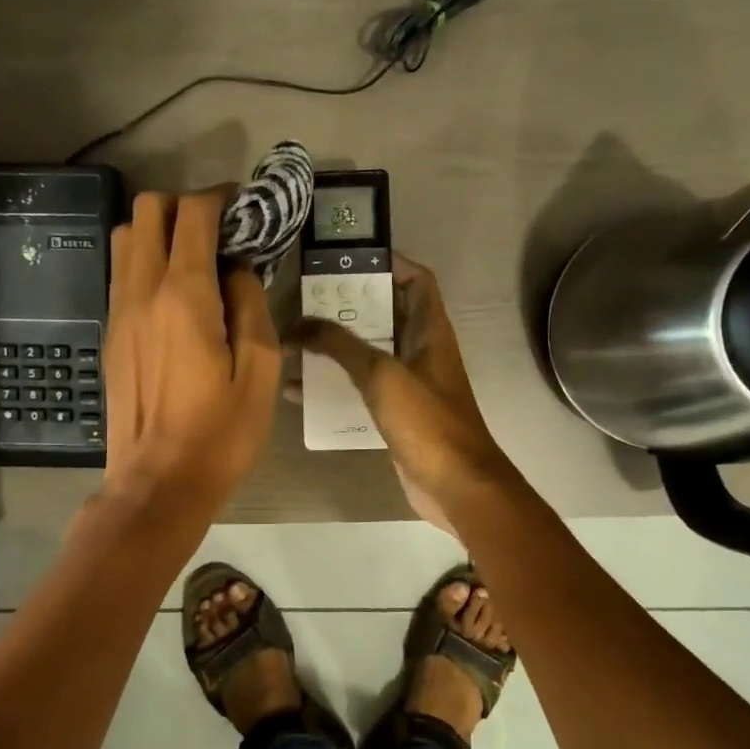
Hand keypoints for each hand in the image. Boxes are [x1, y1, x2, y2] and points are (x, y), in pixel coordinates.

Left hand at [103, 190, 280, 515]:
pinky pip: (121, 274)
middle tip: (220, 233)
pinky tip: (175, 296)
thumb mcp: (260, 371)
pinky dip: (146, 263)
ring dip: (159, 232)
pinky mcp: (110, 334)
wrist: (157, 483)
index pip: (193, 214)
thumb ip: (251, 304)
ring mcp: (118, 312)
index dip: (220, 198)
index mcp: (184, 296)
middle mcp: (142, 291)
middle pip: (147, 210)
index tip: (244, 207)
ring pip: (126, 238)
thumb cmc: (219, 434)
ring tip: (196, 261)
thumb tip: (237, 268)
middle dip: (185, 207)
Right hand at [290, 255, 515, 532]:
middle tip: (305, 302)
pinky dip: (335, 387)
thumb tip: (298, 323)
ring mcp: (410, 384)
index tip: (348, 262)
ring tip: (294, 342)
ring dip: (336, 348)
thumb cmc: (427, 422)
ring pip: (368, 354)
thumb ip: (339, 346)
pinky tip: (299, 392)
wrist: (455, 486)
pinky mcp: (396, 415)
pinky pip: (361, 390)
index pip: (417, 280)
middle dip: (347, 307)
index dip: (390, 263)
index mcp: (430, 331)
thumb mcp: (381, 375)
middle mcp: (421, 351)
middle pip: (385, 315)